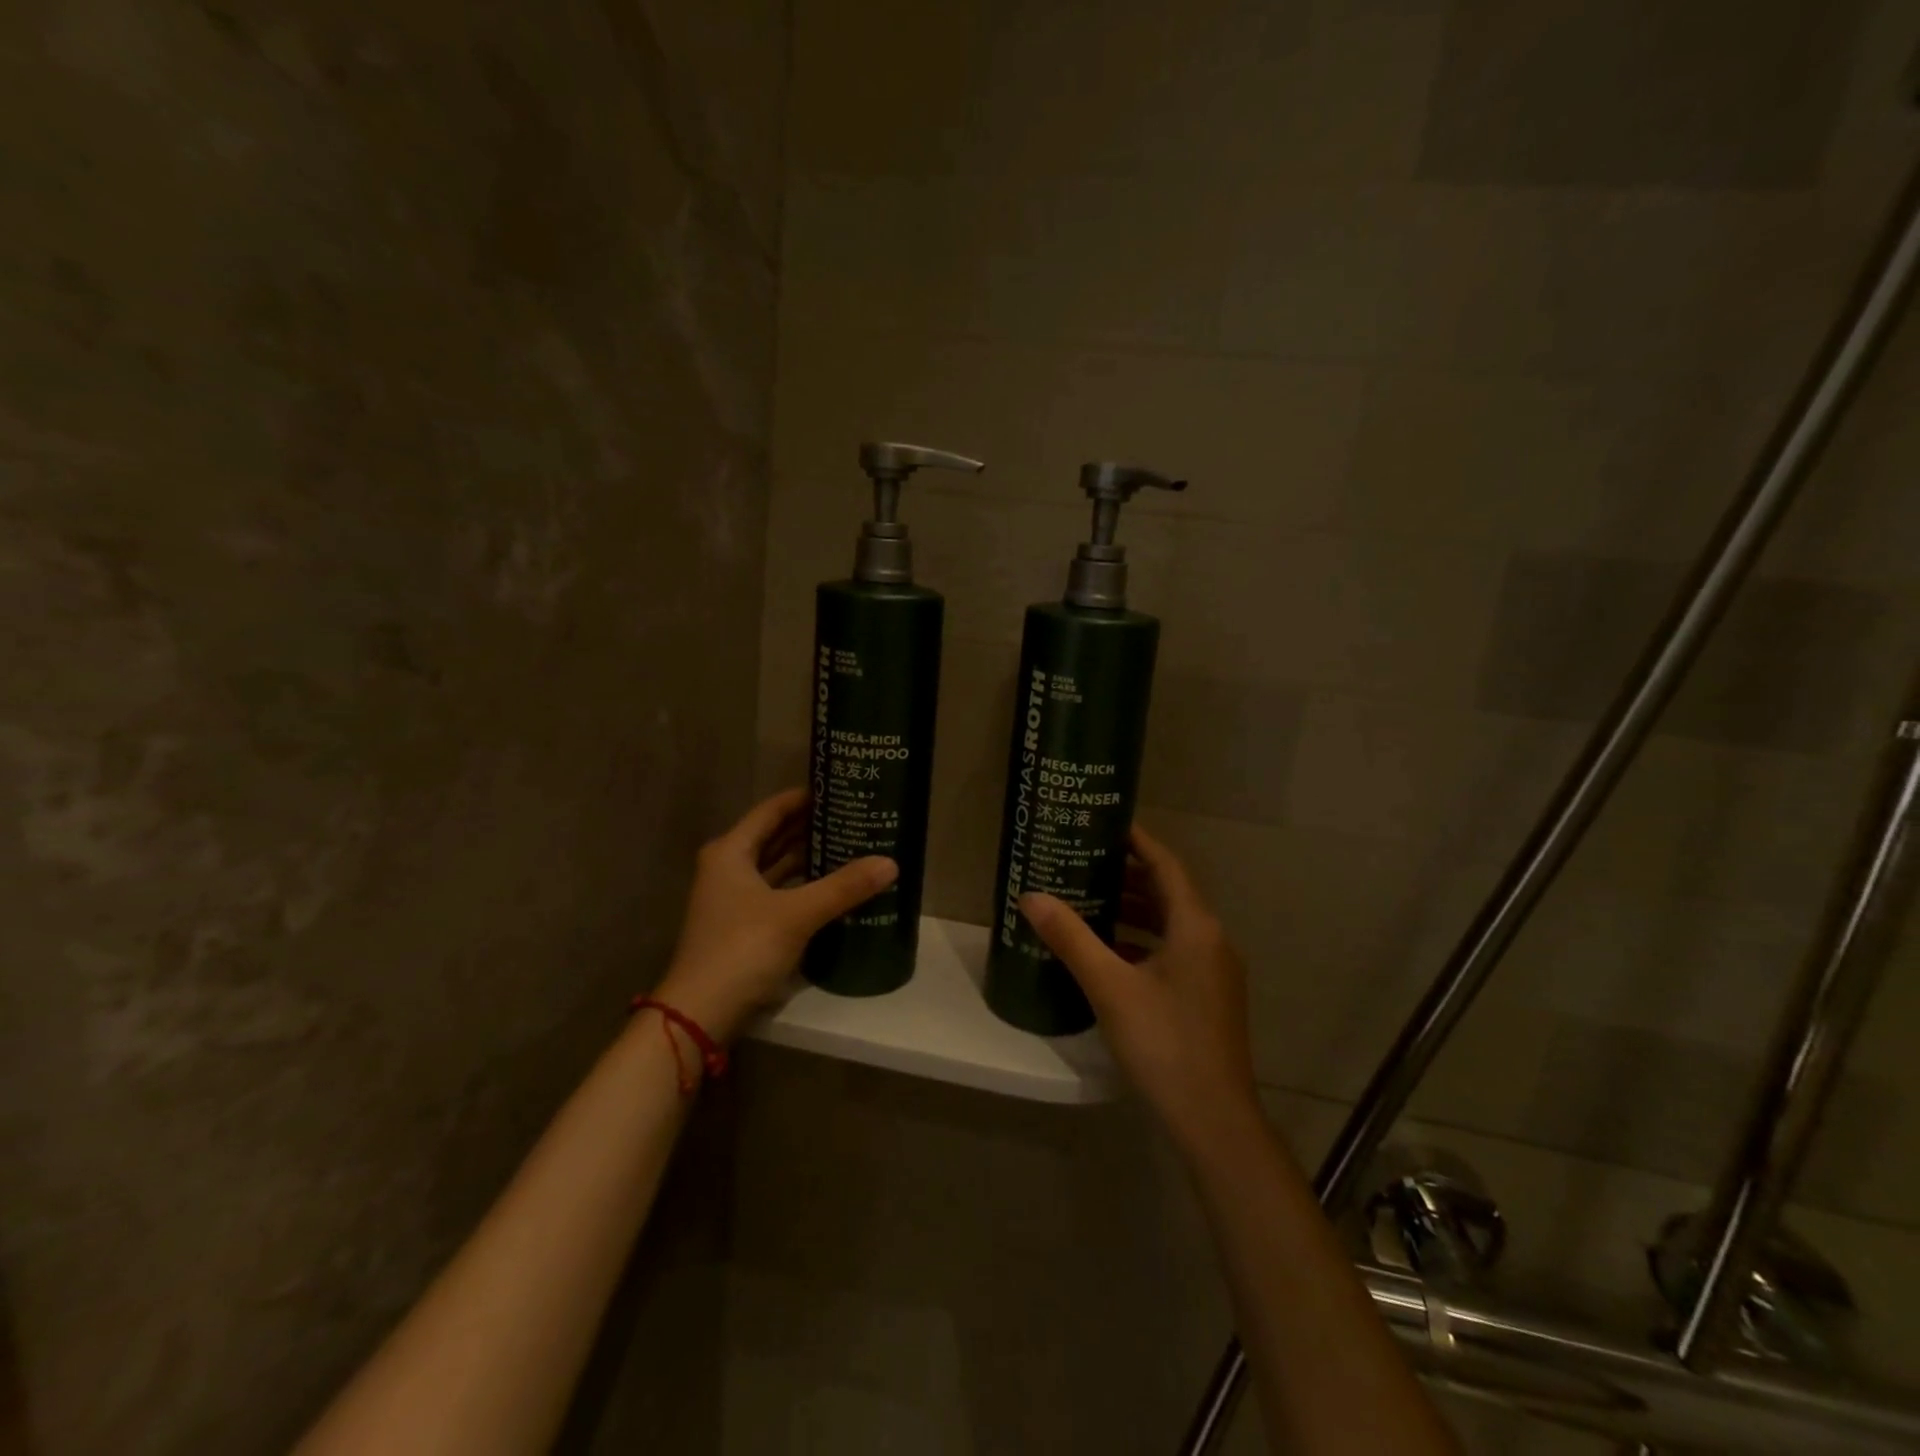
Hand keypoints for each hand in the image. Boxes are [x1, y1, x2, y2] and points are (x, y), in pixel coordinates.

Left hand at [655, 787, 896, 1042]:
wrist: (700, 1014)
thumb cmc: (742, 949)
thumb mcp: (796, 914)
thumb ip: (843, 887)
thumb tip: (890, 863)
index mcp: (731, 852)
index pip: (772, 810)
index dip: (804, 798)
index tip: (839, 790)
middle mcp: (728, 868)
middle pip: (774, 837)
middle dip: (811, 828)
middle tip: (853, 818)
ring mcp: (732, 899)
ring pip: (776, 867)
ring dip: (809, 859)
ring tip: (851, 847)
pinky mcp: (741, 925)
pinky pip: (778, 893)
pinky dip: (802, 887)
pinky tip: (832, 889)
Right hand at [1019, 824, 1260, 1156]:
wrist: (1215, 1121)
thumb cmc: (1164, 1043)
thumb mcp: (1110, 987)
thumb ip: (1071, 938)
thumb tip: (1032, 896)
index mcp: (1196, 927)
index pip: (1166, 865)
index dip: (1137, 840)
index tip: (1104, 824)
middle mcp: (1212, 940)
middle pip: (1168, 892)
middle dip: (1128, 876)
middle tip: (1084, 862)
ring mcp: (1214, 971)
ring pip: (1171, 925)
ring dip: (1134, 911)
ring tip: (1089, 901)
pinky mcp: (1208, 997)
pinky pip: (1173, 952)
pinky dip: (1143, 942)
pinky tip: (1109, 954)